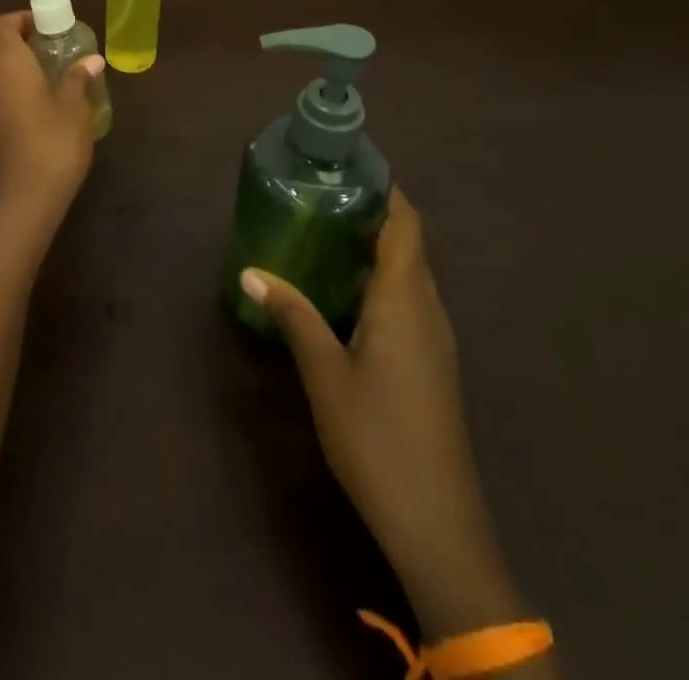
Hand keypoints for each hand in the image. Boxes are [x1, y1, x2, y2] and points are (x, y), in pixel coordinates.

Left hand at [0, 11, 102, 265]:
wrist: (20, 203)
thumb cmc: (51, 146)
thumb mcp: (74, 109)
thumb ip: (78, 79)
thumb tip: (92, 60)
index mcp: (7, 64)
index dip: (18, 19)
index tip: (44, 26)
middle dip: (5, 37)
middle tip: (38, 46)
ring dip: (2, 64)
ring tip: (38, 74)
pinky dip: (0, 88)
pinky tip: (29, 105)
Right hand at [242, 189, 526, 637]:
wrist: (438, 524)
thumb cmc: (377, 437)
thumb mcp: (324, 373)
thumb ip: (292, 314)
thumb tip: (250, 271)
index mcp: (405, 298)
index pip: (405, 222)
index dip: (384, 187)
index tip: (347, 164)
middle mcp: (428, 308)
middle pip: (406, 242)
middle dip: (369, 212)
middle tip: (319, 196)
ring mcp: (435, 339)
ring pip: (407, 274)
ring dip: (373, 248)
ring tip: (323, 234)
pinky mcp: (432, 363)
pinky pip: (408, 301)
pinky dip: (378, 281)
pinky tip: (342, 294)